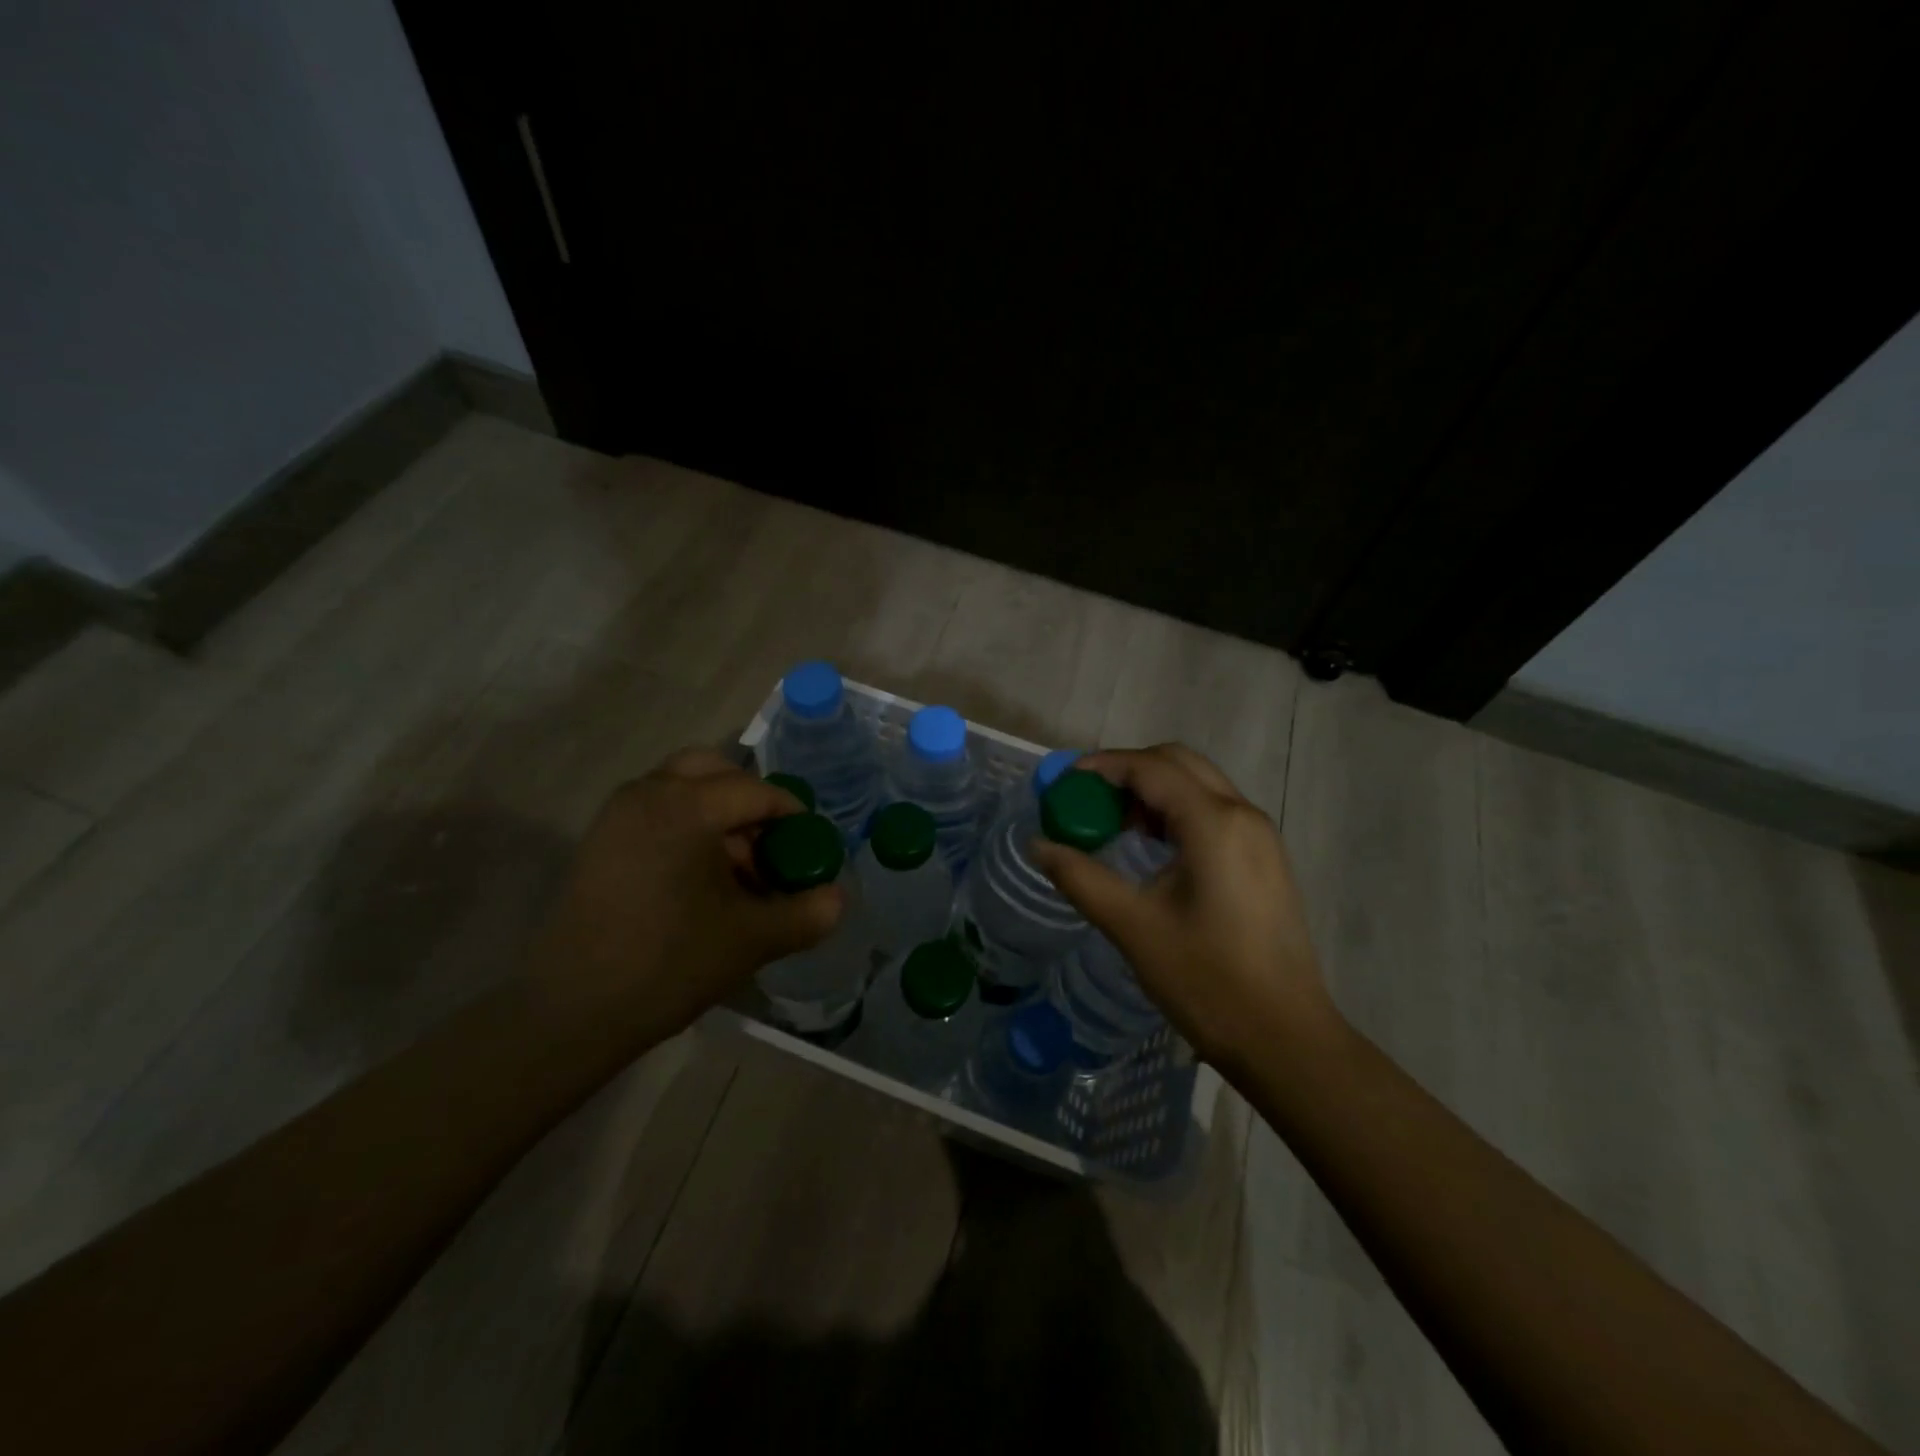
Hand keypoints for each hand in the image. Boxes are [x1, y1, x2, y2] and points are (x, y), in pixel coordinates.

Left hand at [525, 748, 842, 1048]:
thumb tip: (838, 898)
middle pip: (714, 770)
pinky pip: (656, 809)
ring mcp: (617, 815)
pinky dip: (687, 824)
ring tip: (737, 867)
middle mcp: (647, 794)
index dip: (791, 814)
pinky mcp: (600, 840)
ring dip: (717, 812)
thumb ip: (807, 914)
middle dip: (750, 800)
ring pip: (682, 787)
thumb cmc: (669, 964)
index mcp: (686, 807)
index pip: (755, 791)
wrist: (571, 1011)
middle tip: (770, 843)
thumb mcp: (752, 939)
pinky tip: (700, 877)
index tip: (811, 844)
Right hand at [1031, 743, 1336, 1068]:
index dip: (1101, 766)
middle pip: (1177, 763)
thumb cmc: (1207, 981)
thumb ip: (1080, 877)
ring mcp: (1260, 837)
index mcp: (1214, 823)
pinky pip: (1213, 813)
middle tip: (1087, 802)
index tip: (1062, 783)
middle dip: (1127, 772)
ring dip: (1152, 792)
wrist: (1285, 1040)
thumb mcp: (1132, 926)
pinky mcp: (1265, 859)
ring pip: (1198, 785)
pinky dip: (1175, 813)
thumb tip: (1037, 844)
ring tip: (1112, 827)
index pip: (1149, 767)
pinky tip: (1150, 850)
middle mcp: (1243, 815)